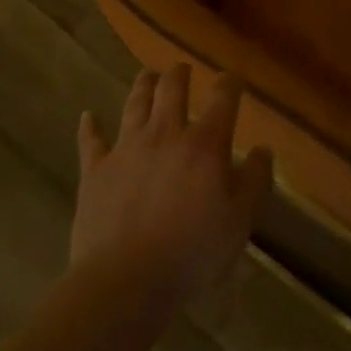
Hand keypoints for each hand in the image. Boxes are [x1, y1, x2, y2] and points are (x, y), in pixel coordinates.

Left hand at [72, 64, 273, 307]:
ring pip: (135, 104)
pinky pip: (91, 141)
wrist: (125, 280)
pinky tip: (88, 116)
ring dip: (143, 86)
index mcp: (205, 143)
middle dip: (180, 74)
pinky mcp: (96, 171)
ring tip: (148, 75)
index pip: (222, 98)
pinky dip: (90, 127)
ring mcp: (127, 149)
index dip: (229, 84)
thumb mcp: (240, 220)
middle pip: (172, 89)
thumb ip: (255, 180)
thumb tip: (263, 149)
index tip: (232, 80)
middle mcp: (165, 133)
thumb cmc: (192, 252)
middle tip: (182, 69)